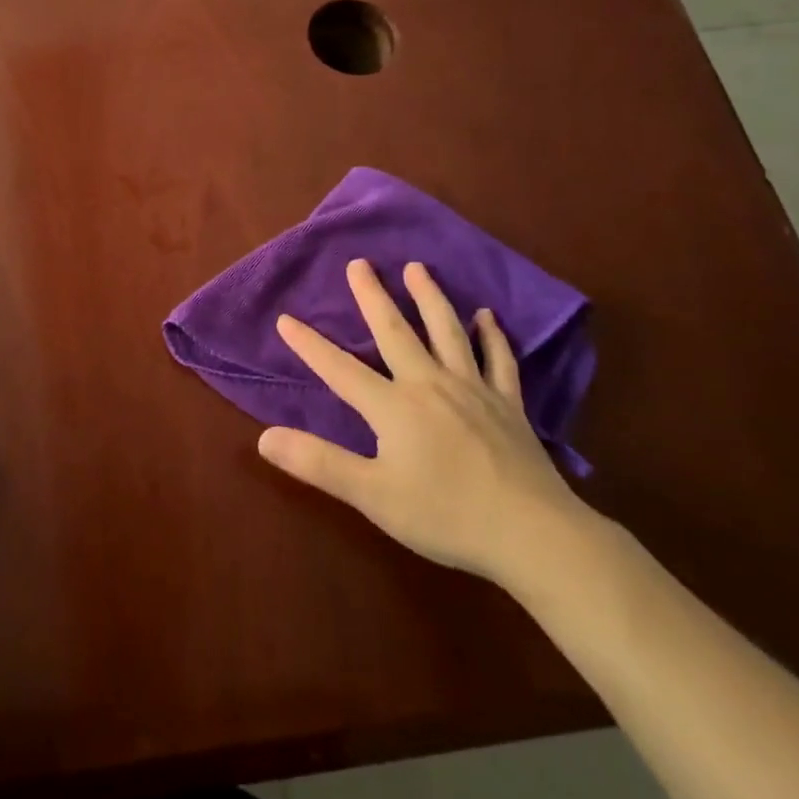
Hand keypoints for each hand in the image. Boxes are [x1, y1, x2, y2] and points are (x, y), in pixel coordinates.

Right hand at [259, 259, 586, 587]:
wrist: (533, 535)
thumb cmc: (446, 516)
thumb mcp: (373, 496)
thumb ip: (319, 463)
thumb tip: (265, 437)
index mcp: (394, 407)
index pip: (340, 369)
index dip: (310, 345)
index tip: (285, 318)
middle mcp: (430, 385)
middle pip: (395, 332)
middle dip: (373, 296)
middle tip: (360, 263)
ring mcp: (473, 390)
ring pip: (447, 332)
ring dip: (429, 297)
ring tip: (417, 268)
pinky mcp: (508, 405)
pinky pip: (499, 360)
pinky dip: (492, 336)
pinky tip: (486, 316)